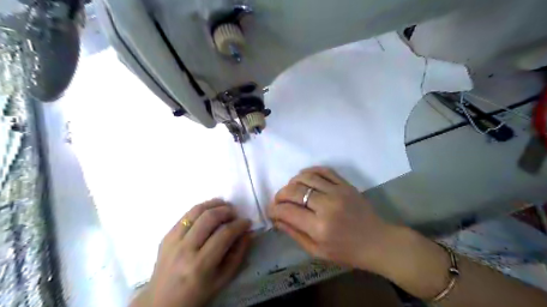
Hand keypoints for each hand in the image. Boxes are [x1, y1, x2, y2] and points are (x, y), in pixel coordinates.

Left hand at [148, 199, 252, 306]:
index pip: (224, 234)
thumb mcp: (223, 280)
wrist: (162, 302)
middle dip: (227, 211)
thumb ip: (238, 255)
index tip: (247, 222)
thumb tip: (247, 233)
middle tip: (235, 213)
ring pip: (196, 211)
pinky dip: (201, 209)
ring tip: (224, 206)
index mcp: (200, 265)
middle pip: (209, 218)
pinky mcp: (166, 236)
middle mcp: (185, 249)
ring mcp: (172, 241)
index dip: (239, 225)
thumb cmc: (197, 294)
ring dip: (213, 204)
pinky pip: (186, 215)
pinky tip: (209, 211)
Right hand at [268, 166, 395, 271]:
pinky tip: (304, 178)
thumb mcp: (317, 251)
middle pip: (294, 190)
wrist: (377, 241)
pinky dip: (309, 171)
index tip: (271, 211)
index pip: (287, 211)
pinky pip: (323, 170)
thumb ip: (294, 233)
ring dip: (292, 182)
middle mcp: (326, 205)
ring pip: (306, 177)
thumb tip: (276, 219)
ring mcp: (337, 191)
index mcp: (319, 227)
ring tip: (291, 190)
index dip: (274, 209)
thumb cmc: (346, 251)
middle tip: (278, 201)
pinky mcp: (345, 184)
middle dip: (280, 195)